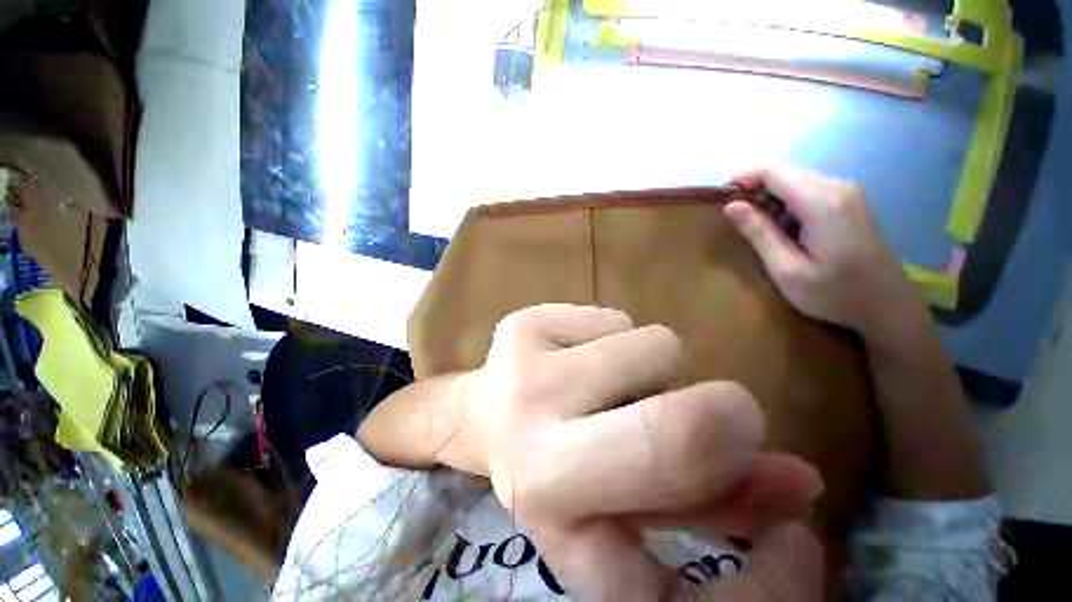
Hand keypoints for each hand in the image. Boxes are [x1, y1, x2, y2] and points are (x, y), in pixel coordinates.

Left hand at [458, 304, 823, 598]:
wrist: (486, 411)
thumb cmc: (560, 461)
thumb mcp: (633, 503)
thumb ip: (716, 499)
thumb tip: (802, 479)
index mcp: (558, 523)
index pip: (664, 588)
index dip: (765, 583)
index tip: (791, 546)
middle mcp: (531, 449)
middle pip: (681, 429)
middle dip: (722, 415)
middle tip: (704, 414)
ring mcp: (519, 374)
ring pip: (658, 348)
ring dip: (656, 369)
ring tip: (611, 385)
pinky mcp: (520, 324)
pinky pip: (615, 318)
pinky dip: (614, 336)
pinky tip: (577, 353)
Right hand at [724, 166, 927, 343]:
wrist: (888, 307)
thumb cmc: (835, 294)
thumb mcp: (787, 270)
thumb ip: (760, 234)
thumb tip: (731, 206)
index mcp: (822, 202)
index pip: (774, 171)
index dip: (743, 179)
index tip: (720, 199)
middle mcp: (837, 187)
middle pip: (785, 173)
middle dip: (755, 190)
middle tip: (737, 221)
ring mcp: (847, 193)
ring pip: (796, 181)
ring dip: (770, 199)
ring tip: (759, 230)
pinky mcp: (850, 202)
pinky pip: (809, 191)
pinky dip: (787, 205)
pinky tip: (784, 230)